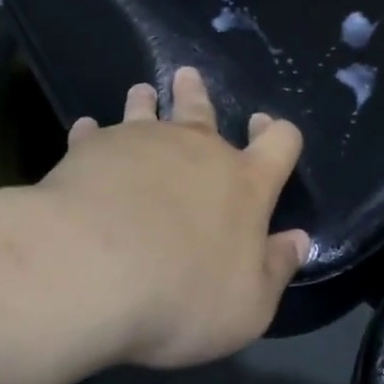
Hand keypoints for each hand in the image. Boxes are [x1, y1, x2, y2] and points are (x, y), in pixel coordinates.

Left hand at [35, 66, 310, 368]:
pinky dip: (92, 132)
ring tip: (143, 91)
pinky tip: (85, 130)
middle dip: (200, 96)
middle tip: (189, 77)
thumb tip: (298, 240)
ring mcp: (143, 143)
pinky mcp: (93, 149)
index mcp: (245, 184)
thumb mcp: (248, 307)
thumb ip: (275, 269)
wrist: (91, 272)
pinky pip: (94, 133)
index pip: (278, 144)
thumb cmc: (181, 296)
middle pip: (204, 111)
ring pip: (148, 111)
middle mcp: (199, 151)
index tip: (265, 124)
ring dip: (147, 101)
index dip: (277, 134)